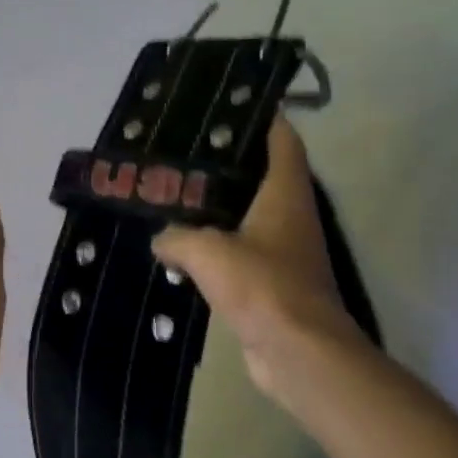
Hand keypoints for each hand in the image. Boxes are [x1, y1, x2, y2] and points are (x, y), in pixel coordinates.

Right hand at [153, 117, 360, 398]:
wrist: (297, 352)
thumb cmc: (262, 287)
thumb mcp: (208, 251)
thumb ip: (178, 237)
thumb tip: (161, 239)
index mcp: (284, 193)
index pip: (282, 139)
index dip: (261, 117)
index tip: (228, 104)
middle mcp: (290, 215)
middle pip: (262, 173)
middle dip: (227, 161)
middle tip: (184, 151)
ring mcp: (284, 250)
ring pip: (248, 215)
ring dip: (218, 207)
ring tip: (176, 194)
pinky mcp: (272, 282)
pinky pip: (240, 252)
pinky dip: (216, 246)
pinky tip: (184, 247)